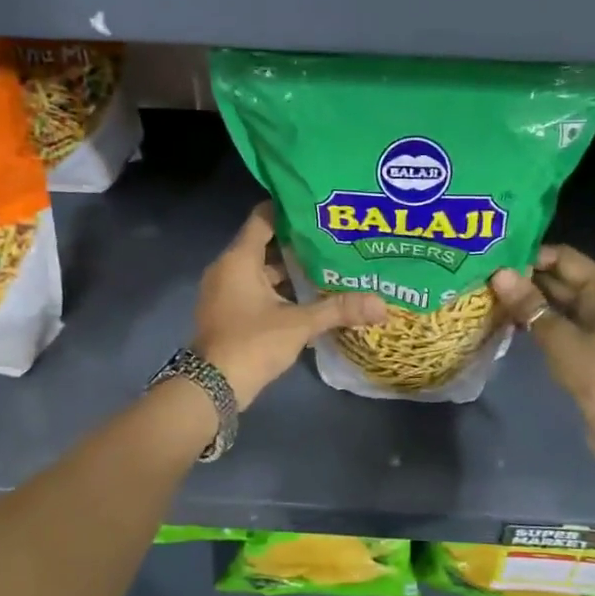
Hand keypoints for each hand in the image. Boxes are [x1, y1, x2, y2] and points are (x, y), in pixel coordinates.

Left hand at [193, 203, 386, 409]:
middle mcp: (228, 269)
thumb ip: (338, 309)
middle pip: (265, 244)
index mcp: (239, 259)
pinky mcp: (229, 312)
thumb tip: (382, 304)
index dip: (289, 209)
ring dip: (290, 269)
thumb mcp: (299, 324)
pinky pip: (256, 289)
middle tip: (333, 237)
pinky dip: (279, 289)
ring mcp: (225, 292)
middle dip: (298, 243)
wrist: (212, 388)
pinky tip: (309, 295)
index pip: (263, 218)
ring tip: (328, 265)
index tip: (319, 207)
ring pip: (262, 270)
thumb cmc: (252, 343)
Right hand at [490, 245, 594, 460]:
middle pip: (560, 276)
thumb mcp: (559, 337)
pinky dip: (536, 316)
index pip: (564, 257)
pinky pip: (558, 318)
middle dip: (525, 277)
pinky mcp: (588, 340)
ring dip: (528, 298)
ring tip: (490, 293)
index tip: (496, 260)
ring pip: (557, 298)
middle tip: (485, 276)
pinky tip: (507, 317)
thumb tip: (498, 273)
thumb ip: (529, 304)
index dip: (531, 256)